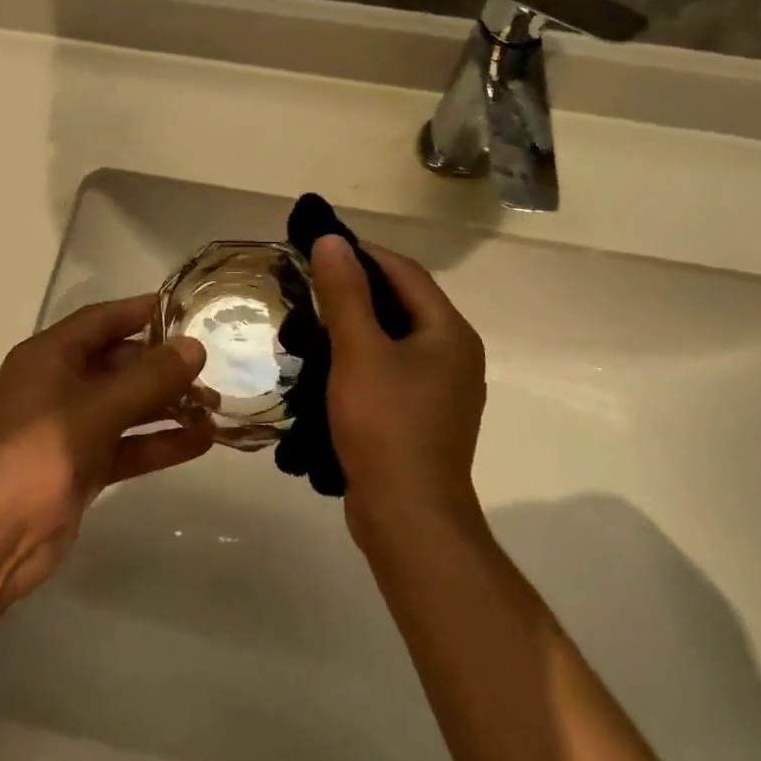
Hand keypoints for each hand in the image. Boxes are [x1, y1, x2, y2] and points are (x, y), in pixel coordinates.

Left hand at [0, 297, 210, 601]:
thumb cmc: (36, 453)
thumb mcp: (97, 409)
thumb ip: (149, 378)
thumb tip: (195, 347)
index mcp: (50, 356)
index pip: (103, 320)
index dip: (143, 311)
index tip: (189, 310)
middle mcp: (59, 384)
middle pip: (120, 363)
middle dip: (164, 366)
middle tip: (213, 369)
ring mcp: (70, 428)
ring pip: (127, 406)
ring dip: (167, 406)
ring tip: (216, 407)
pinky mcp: (81, 467)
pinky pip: (127, 444)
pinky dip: (158, 442)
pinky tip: (201, 442)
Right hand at [309, 236, 485, 538]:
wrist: (409, 519)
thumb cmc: (386, 427)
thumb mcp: (359, 352)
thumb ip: (344, 293)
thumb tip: (332, 240)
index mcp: (449, 332)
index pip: (404, 271)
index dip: (362, 252)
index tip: (318, 247)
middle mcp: (453, 354)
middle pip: (401, 303)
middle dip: (353, 290)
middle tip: (306, 285)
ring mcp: (440, 389)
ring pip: (392, 338)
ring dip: (352, 325)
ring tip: (308, 323)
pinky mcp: (422, 416)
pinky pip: (389, 370)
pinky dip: (359, 358)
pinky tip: (325, 366)